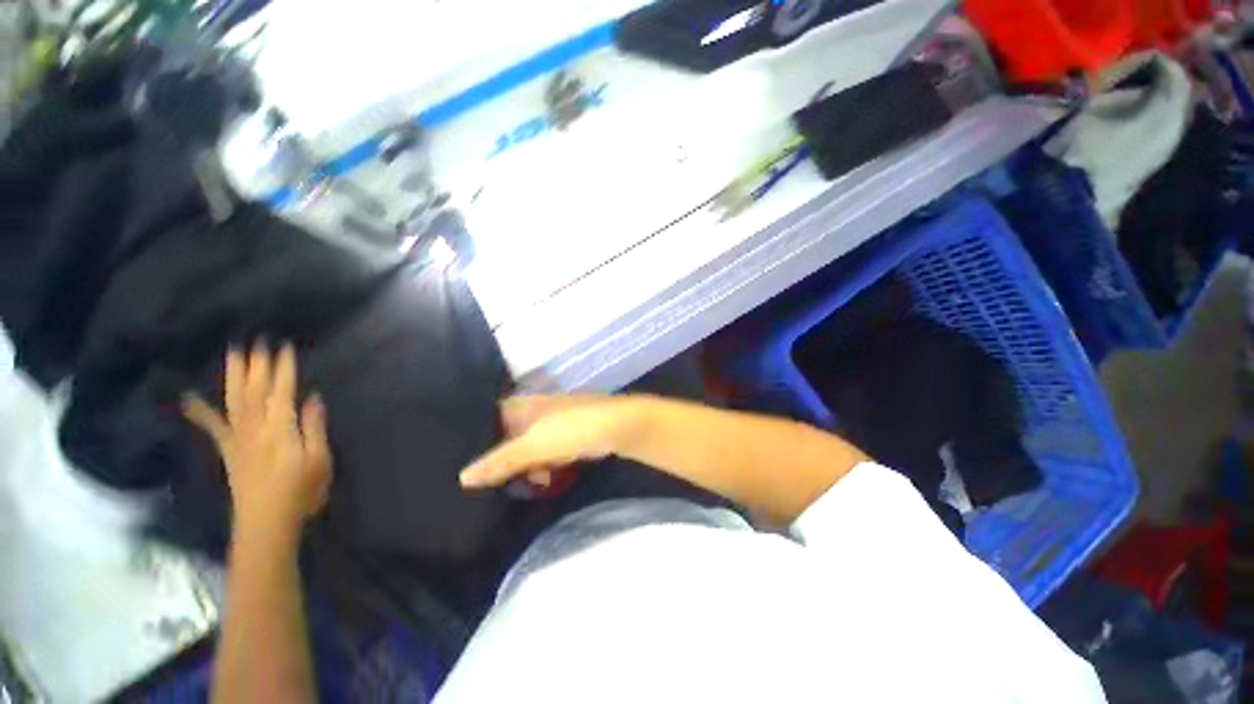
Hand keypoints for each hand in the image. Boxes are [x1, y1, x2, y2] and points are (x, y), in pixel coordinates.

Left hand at [183, 342, 332, 544]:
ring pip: (234, 400)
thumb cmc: (301, 492)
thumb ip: (313, 428)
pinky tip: (188, 397)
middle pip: (255, 392)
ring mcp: (238, 439)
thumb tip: (313, 398)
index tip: (284, 347)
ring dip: (234, 376)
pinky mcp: (229, 450)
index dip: (283, 369)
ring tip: (233, 353)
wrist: (266, 523)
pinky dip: (199, 411)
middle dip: (256, 365)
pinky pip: (212, 427)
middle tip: (255, 341)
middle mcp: (255, 429)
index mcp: (280, 430)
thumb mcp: (319, 460)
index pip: (282, 392)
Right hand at [460, 395, 639, 488]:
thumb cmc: (573, 429)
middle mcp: (537, 411)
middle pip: (509, 434)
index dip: (477, 434)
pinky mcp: (571, 435)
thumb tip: (462, 478)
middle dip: (502, 457)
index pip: (491, 416)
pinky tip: (546, 478)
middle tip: (487, 482)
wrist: (618, 427)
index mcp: (525, 406)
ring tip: (520, 483)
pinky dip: (545, 465)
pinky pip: (549, 452)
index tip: (459, 457)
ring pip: (530, 446)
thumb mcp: (533, 446)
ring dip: (525, 464)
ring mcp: (556, 423)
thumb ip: (500, 461)